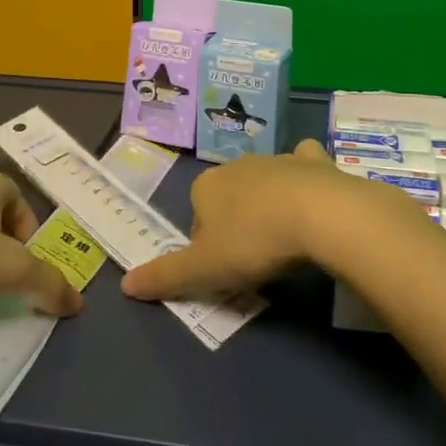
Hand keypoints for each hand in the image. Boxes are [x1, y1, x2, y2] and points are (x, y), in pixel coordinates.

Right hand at [122, 140, 417, 300]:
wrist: (319, 214)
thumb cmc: (253, 242)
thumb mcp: (203, 269)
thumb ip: (164, 276)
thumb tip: (125, 285)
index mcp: (206, 186)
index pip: (197, 219)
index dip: (209, 247)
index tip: (227, 270)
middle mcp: (237, 165)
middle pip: (230, 199)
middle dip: (238, 223)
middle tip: (256, 259)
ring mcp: (276, 159)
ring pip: (264, 181)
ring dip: (269, 203)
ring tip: (286, 238)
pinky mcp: (314, 161)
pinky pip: (304, 162)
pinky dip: (306, 172)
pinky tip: (315, 192)